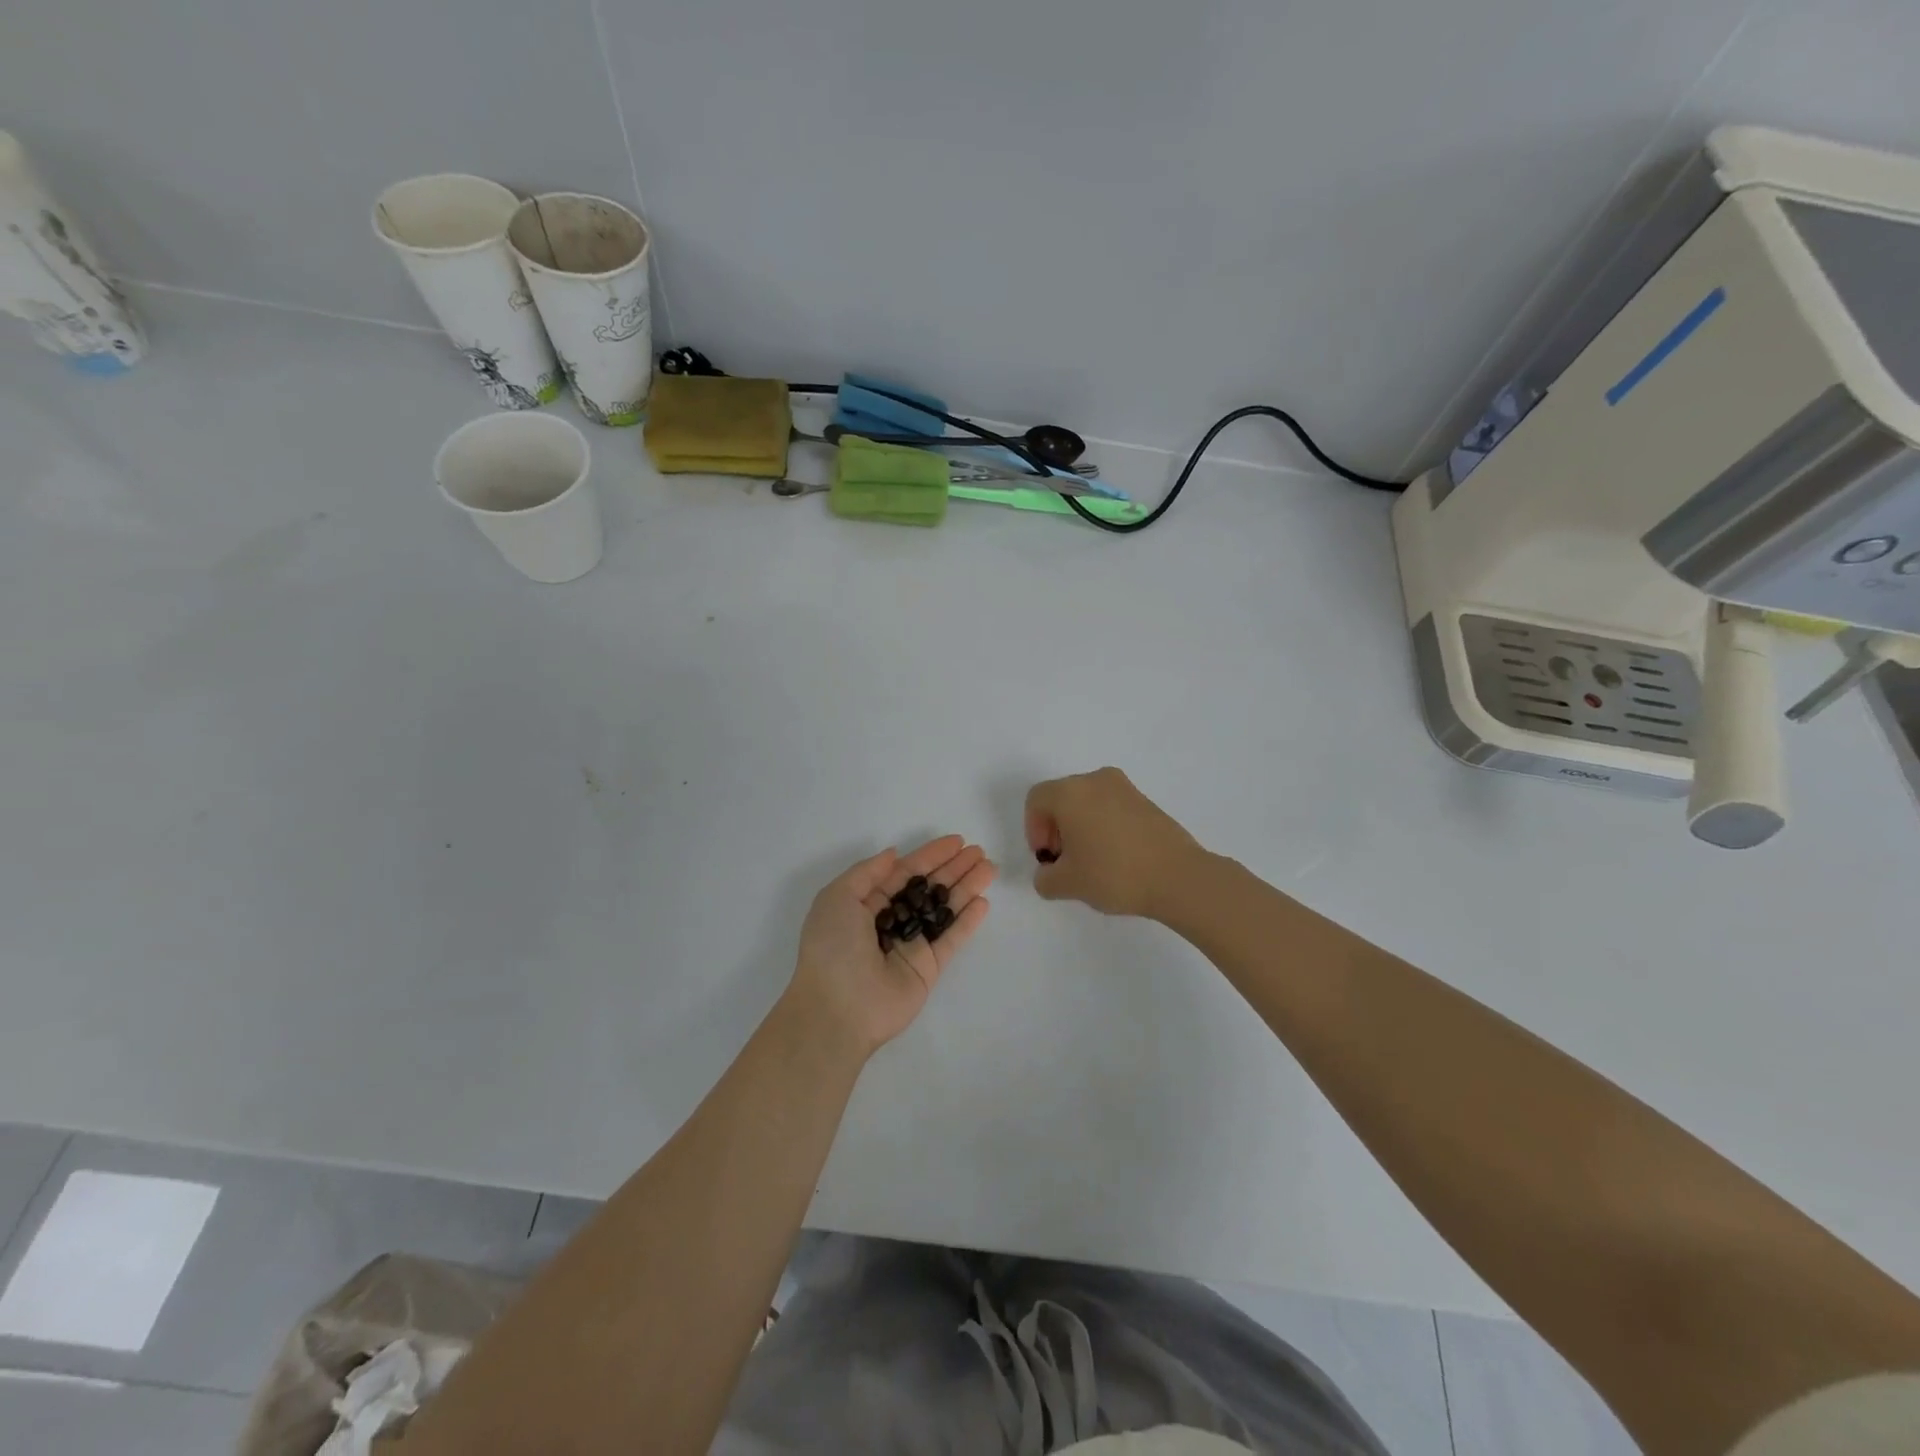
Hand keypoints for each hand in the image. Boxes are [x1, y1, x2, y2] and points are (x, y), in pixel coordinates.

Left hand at [787, 836, 995, 1057]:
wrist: (836, 1010)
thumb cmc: (832, 947)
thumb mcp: (837, 898)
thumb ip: (868, 872)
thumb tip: (894, 854)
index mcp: (866, 904)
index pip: (905, 873)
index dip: (930, 855)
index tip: (956, 841)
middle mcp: (891, 922)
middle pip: (928, 888)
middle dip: (953, 868)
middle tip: (979, 852)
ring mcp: (911, 945)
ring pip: (944, 910)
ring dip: (966, 888)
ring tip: (989, 868)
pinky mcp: (928, 969)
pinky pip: (951, 940)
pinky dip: (967, 922)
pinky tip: (983, 902)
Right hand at [1024, 767, 1204, 918]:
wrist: (1178, 877)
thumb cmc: (1114, 874)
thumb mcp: (1067, 884)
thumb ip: (1045, 878)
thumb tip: (1048, 873)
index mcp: (1070, 792)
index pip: (1036, 800)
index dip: (1033, 830)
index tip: (1048, 858)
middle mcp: (1095, 780)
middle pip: (1061, 797)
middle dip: (1056, 828)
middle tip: (1065, 861)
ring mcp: (1124, 787)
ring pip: (1087, 801)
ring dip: (1080, 826)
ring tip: (1091, 861)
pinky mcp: (1146, 800)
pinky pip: (1111, 806)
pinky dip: (1103, 825)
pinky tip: (1115, 856)